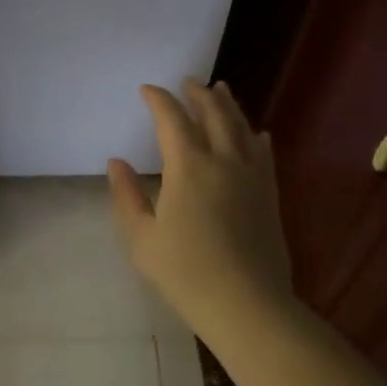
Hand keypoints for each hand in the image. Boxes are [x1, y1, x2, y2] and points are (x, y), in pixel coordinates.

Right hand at [107, 80, 294, 334]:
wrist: (247, 305)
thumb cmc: (185, 273)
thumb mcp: (141, 238)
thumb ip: (126, 196)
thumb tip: (117, 162)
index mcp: (188, 168)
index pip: (172, 120)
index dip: (159, 100)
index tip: (147, 89)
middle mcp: (223, 161)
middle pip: (213, 114)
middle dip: (198, 94)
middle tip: (188, 81)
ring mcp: (252, 177)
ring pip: (241, 128)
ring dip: (229, 105)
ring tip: (221, 89)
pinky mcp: (269, 195)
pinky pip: (264, 155)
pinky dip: (256, 137)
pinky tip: (257, 133)